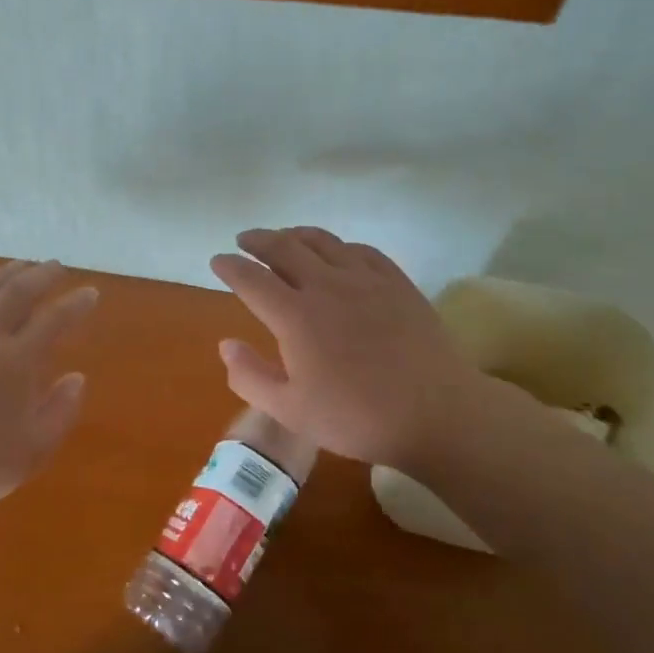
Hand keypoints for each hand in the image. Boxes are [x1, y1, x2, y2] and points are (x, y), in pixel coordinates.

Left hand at [0, 260, 98, 524]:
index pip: (54, 319)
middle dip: (42, 275)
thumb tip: (77, 378)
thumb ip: (60, 411)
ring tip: (18, 266)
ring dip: (2, 274)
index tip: (91, 292)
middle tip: (56, 267)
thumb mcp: (32, 451)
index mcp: (17, 361)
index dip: (76, 303)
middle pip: (17, 292)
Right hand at [210, 227, 522, 467]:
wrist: (436, 413)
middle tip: (244, 240)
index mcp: (295, 315)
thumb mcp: (290, 410)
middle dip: (258, 240)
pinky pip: (360, 250)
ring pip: (322, 241)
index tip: (218, 261)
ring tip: (283, 237)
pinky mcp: (396, 282)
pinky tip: (337, 252)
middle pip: (284, 247)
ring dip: (295, 234)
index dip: (230, 267)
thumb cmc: (356, 418)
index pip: (251, 279)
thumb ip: (250, 376)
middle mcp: (326, 285)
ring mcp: (365, 279)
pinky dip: (338, 245)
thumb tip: (225, 344)